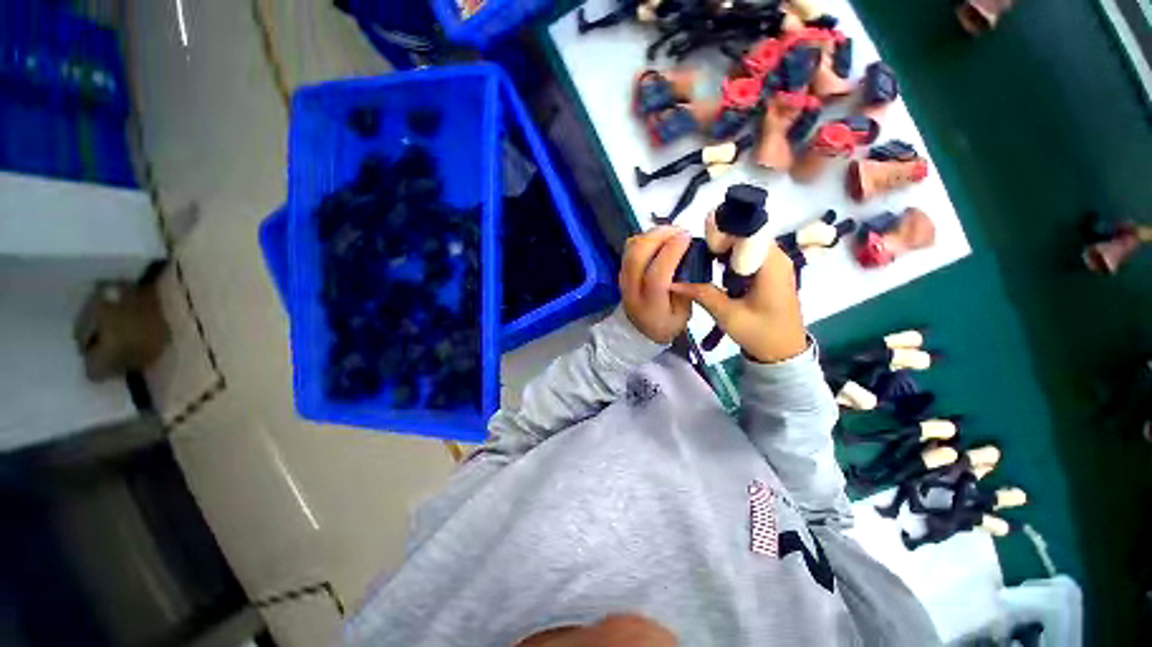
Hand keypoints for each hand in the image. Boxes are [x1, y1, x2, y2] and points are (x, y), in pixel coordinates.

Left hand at [619, 227, 693, 343]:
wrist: (639, 330)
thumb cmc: (666, 323)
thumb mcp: (683, 315)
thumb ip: (687, 290)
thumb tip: (690, 261)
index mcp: (649, 306)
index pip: (656, 276)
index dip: (671, 253)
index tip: (687, 237)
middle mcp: (632, 290)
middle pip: (637, 255)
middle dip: (659, 236)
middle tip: (680, 230)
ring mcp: (623, 279)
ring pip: (631, 248)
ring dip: (651, 234)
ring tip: (671, 232)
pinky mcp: (621, 270)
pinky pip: (630, 248)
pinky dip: (645, 237)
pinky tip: (659, 238)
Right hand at [671, 244, 806, 362]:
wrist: (784, 352)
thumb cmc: (760, 333)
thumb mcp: (727, 314)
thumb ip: (702, 293)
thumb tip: (673, 281)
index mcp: (771, 264)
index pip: (747, 232)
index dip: (723, 234)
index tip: (701, 246)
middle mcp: (777, 257)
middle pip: (746, 235)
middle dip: (720, 241)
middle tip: (697, 254)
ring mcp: (775, 263)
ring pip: (746, 244)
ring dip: (724, 250)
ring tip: (702, 260)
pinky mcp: (771, 272)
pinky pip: (748, 255)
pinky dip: (731, 258)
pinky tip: (716, 268)